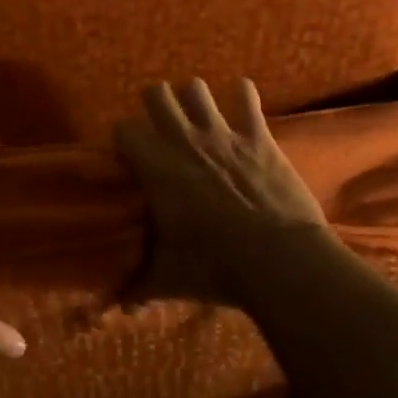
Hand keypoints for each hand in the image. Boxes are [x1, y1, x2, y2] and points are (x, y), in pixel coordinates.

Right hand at [114, 79, 333, 306]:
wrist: (279, 260)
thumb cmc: (215, 267)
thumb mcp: (168, 279)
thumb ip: (138, 287)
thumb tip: (119, 308)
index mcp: (156, 168)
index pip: (124, 129)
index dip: (125, 138)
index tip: (130, 155)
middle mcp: (184, 140)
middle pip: (156, 94)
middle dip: (155, 104)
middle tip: (161, 125)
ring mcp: (223, 134)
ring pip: (196, 88)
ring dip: (194, 98)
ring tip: (197, 113)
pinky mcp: (258, 137)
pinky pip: (247, 98)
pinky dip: (243, 96)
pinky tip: (242, 100)